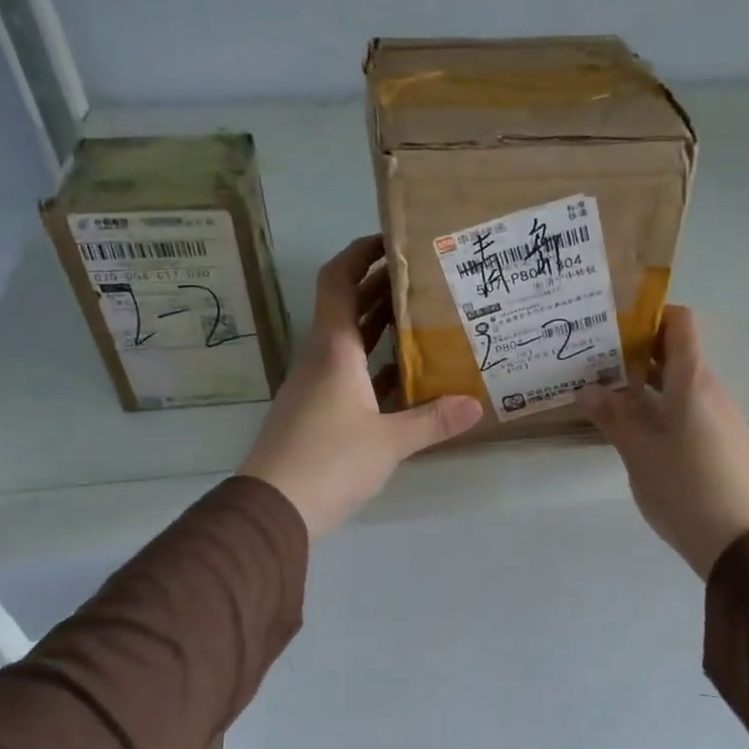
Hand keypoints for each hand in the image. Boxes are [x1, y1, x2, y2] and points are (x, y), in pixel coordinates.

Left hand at [239, 235, 481, 538]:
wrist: (272, 508)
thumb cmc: (329, 461)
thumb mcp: (389, 442)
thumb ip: (433, 421)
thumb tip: (475, 406)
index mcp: (334, 350)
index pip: (339, 282)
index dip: (360, 254)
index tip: (391, 240)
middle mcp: (321, 359)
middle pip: (347, 308)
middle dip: (381, 287)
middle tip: (424, 278)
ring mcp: (315, 387)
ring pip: (349, 342)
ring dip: (380, 326)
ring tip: (423, 318)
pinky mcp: (316, 413)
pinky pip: (349, 375)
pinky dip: (375, 366)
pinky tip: (406, 376)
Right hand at [576, 306, 748, 577]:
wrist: (736, 541)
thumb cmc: (682, 487)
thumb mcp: (637, 451)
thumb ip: (612, 416)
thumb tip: (587, 389)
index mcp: (693, 383)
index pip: (681, 323)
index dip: (652, 315)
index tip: (618, 326)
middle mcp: (714, 392)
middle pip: (680, 355)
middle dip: (641, 354)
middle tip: (601, 364)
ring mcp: (725, 419)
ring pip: (685, 387)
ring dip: (652, 386)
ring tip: (614, 400)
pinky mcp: (728, 444)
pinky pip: (695, 411)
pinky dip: (668, 409)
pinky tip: (644, 435)